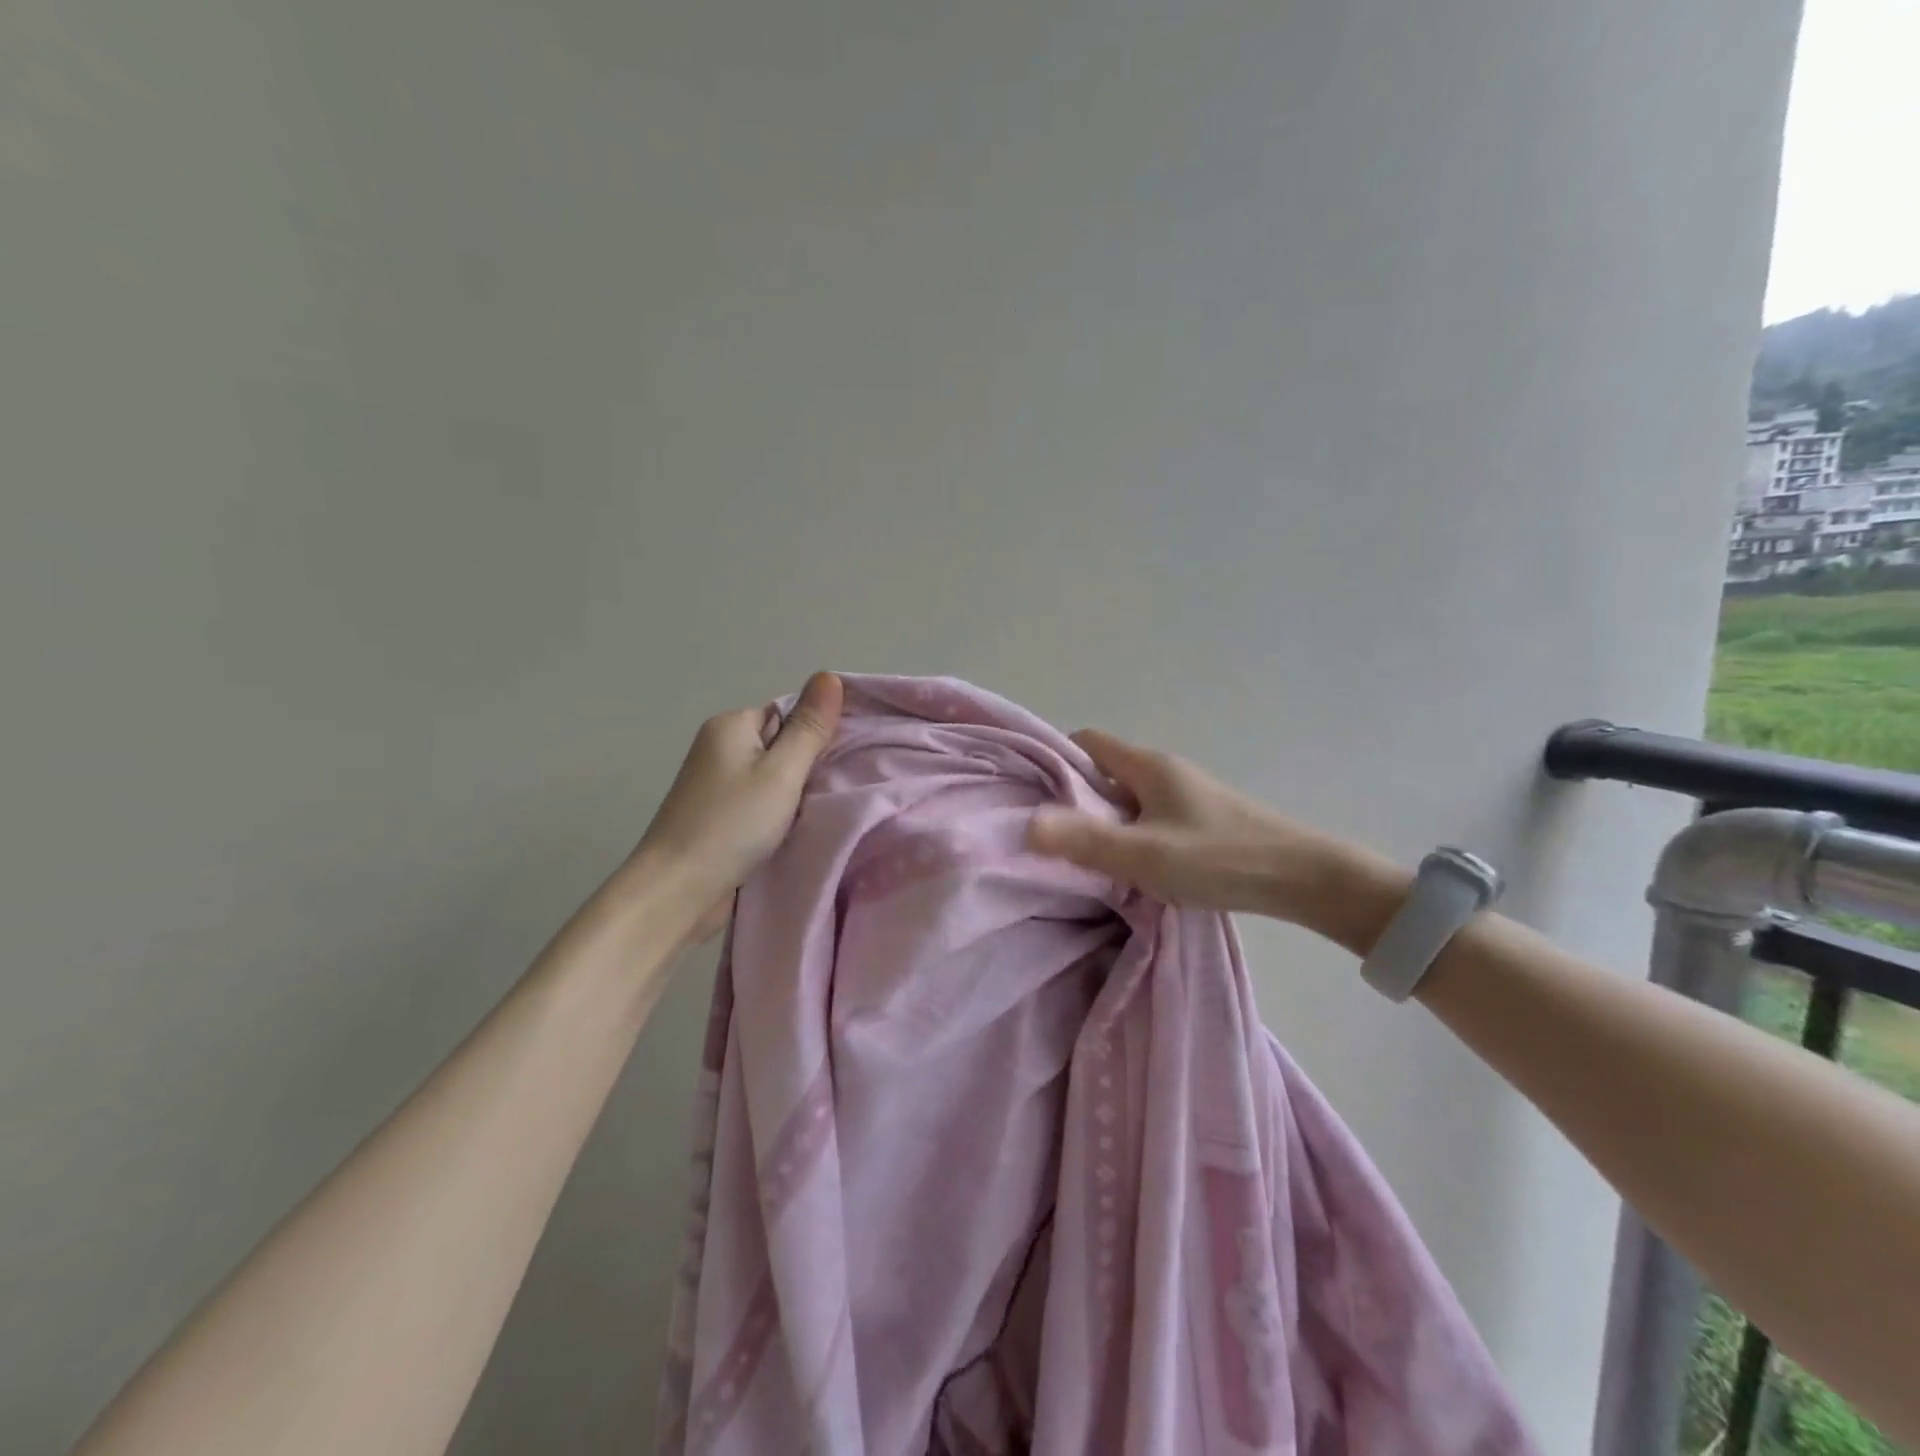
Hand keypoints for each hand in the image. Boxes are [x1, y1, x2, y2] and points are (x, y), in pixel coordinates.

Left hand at [633, 672, 843, 941]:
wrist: (678, 891)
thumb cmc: (732, 824)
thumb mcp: (782, 772)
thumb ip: (809, 728)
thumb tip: (829, 675)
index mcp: (731, 726)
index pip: (789, 713)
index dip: (819, 733)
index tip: (849, 757)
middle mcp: (721, 748)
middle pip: (782, 745)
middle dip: (811, 766)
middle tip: (844, 786)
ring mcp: (718, 784)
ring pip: (775, 778)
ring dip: (798, 794)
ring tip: (828, 809)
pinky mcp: (721, 816)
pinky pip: (763, 804)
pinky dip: (782, 815)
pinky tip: (802, 828)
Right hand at [1027, 729, 1383, 926]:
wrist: (1305, 879)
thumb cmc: (1219, 858)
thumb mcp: (1144, 854)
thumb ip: (1084, 841)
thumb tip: (1025, 824)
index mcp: (1148, 766)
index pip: (1087, 743)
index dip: (1056, 761)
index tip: (1032, 795)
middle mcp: (1164, 772)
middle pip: (1104, 772)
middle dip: (1075, 798)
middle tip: (1051, 834)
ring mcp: (1185, 796)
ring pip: (1127, 799)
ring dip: (1103, 821)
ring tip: (1084, 857)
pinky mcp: (1200, 821)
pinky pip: (1148, 817)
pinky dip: (1130, 835)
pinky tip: (1129, 868)